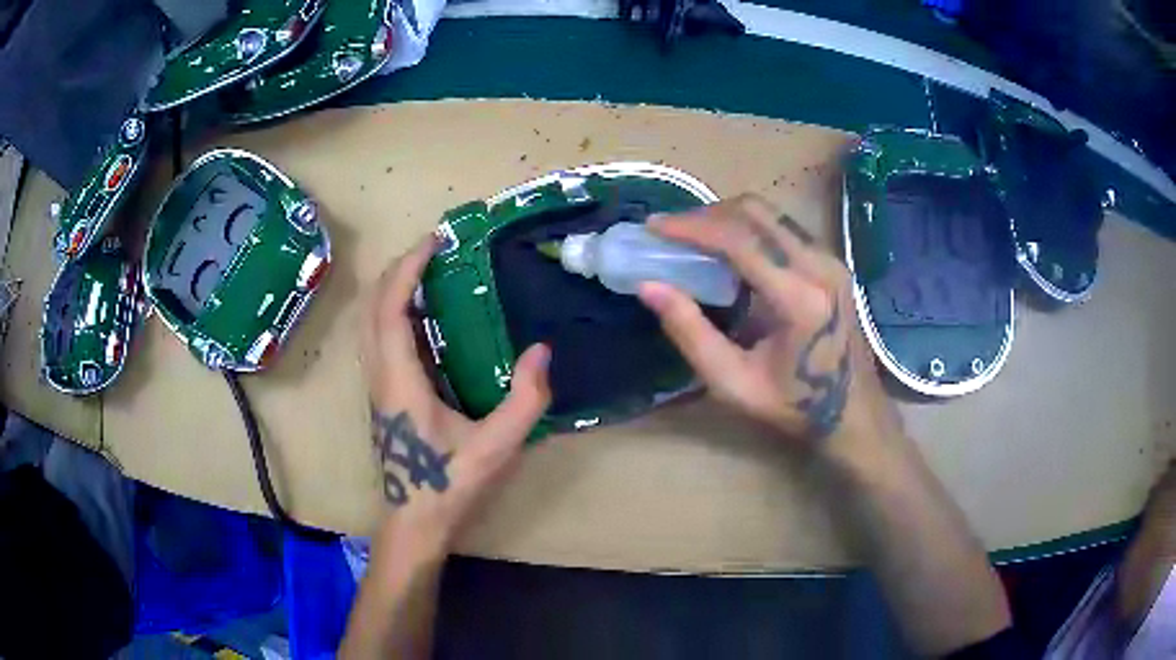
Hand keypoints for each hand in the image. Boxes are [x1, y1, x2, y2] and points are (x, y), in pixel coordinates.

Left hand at [361, 234, 551, 555]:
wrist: (413, 522)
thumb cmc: (448, 485)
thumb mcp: (496, 447)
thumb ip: (524, 401)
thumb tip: (543, 351)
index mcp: (400, 379)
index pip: (391, 308)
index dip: (408, 269)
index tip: (434, 241)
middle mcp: (379, 374)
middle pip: (372, 306)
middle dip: (398, 269)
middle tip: (433, 250)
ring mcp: (376, 385)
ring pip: (369, 321)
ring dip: (392, 288)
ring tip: (427, 272)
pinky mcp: (381, 394)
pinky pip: (377, 338)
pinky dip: (392, 311)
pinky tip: (423, 316)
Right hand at [638, 194, 901, 454]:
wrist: (853, 412)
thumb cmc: (793, 405)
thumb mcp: (732, 382)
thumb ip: (690, 332)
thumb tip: (649, 286)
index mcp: (799, 298)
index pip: (739, 240)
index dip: (691, 227)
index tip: (654, 226)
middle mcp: (819, 266)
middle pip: (755, 211)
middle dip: (706, 214)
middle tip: (672, 232)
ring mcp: (831, 259)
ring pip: (771, 213)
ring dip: (727, 217)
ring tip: (694, 237)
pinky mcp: (832, 262)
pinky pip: (784, 227)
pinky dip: (749, 227)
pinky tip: (729, 249)